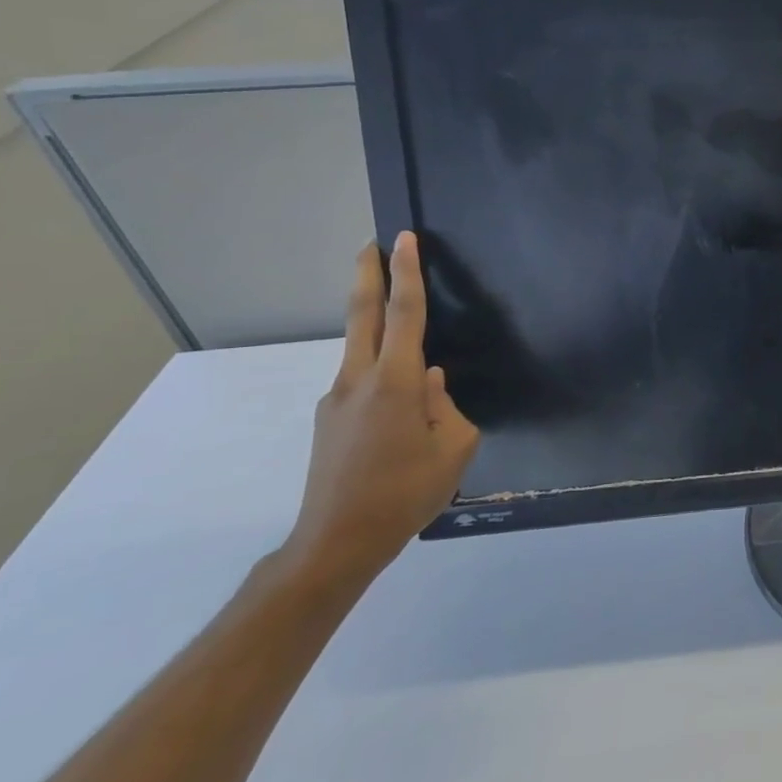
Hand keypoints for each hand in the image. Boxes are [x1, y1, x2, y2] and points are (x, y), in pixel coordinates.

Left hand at [281, 233, 479, 589]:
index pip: (404, 315)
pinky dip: (381, 370)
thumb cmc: (406, 493)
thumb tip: (430, 380)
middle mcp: (358, 382)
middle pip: (363, 317)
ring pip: (362, 350)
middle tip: (371, 244)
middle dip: (368, 276)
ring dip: (376, 324)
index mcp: (395, 384)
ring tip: (403, 325)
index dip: (406, 274)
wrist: (336, 543)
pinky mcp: (328, 420)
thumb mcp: (453, 448)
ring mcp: (336, 401)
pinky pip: (362, 382)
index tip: (402, 239)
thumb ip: (447, 404)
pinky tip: (400, 401)